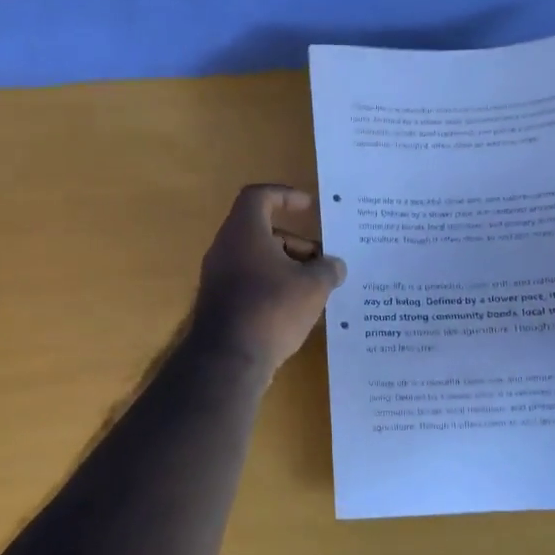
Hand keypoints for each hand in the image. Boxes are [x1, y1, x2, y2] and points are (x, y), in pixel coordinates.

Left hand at [190, 185, 346, 374]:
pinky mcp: (220, 302)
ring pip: (257, 259)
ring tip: (316, 289)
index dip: (285, 195)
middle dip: (296, 243)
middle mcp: (225, 247)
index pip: (259, 196)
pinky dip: (273, 287)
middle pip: (262, 231)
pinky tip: (297, 310)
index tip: (309, 207)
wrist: (229, 358)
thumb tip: (335, 266)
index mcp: (244, 231)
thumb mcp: (313, 286)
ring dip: (287, 267)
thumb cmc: (272, 308)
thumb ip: (328, 269)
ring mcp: (219, 276)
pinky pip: (250, 283)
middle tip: (322, 261)